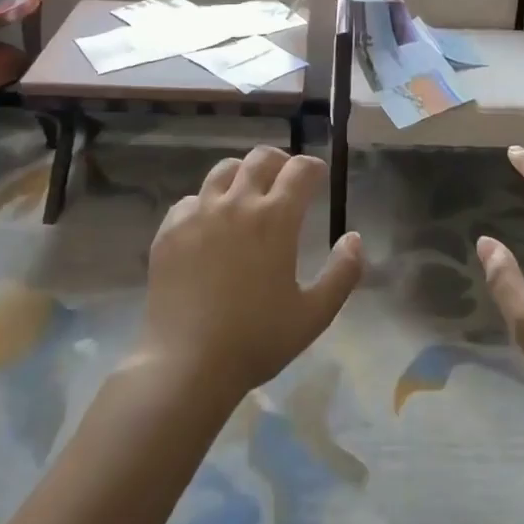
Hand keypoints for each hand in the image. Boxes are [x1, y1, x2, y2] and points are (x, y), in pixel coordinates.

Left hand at [135, 146, 362, 401]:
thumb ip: (343, 272)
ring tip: (247, 194)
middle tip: (286, 180)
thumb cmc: (257, 340)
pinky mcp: (170, 230)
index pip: (300, 170)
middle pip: (260, 158)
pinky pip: (191, 200)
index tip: (318, 176)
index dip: (313, 168)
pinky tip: (209, 226)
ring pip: (223, 170)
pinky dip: (206, 203)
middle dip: (280, 161)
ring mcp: (198, 213)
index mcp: (275, 219)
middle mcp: (236, 203)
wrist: (186, 364)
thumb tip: (354, 238)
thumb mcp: (314, 314)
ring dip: (242, 174)